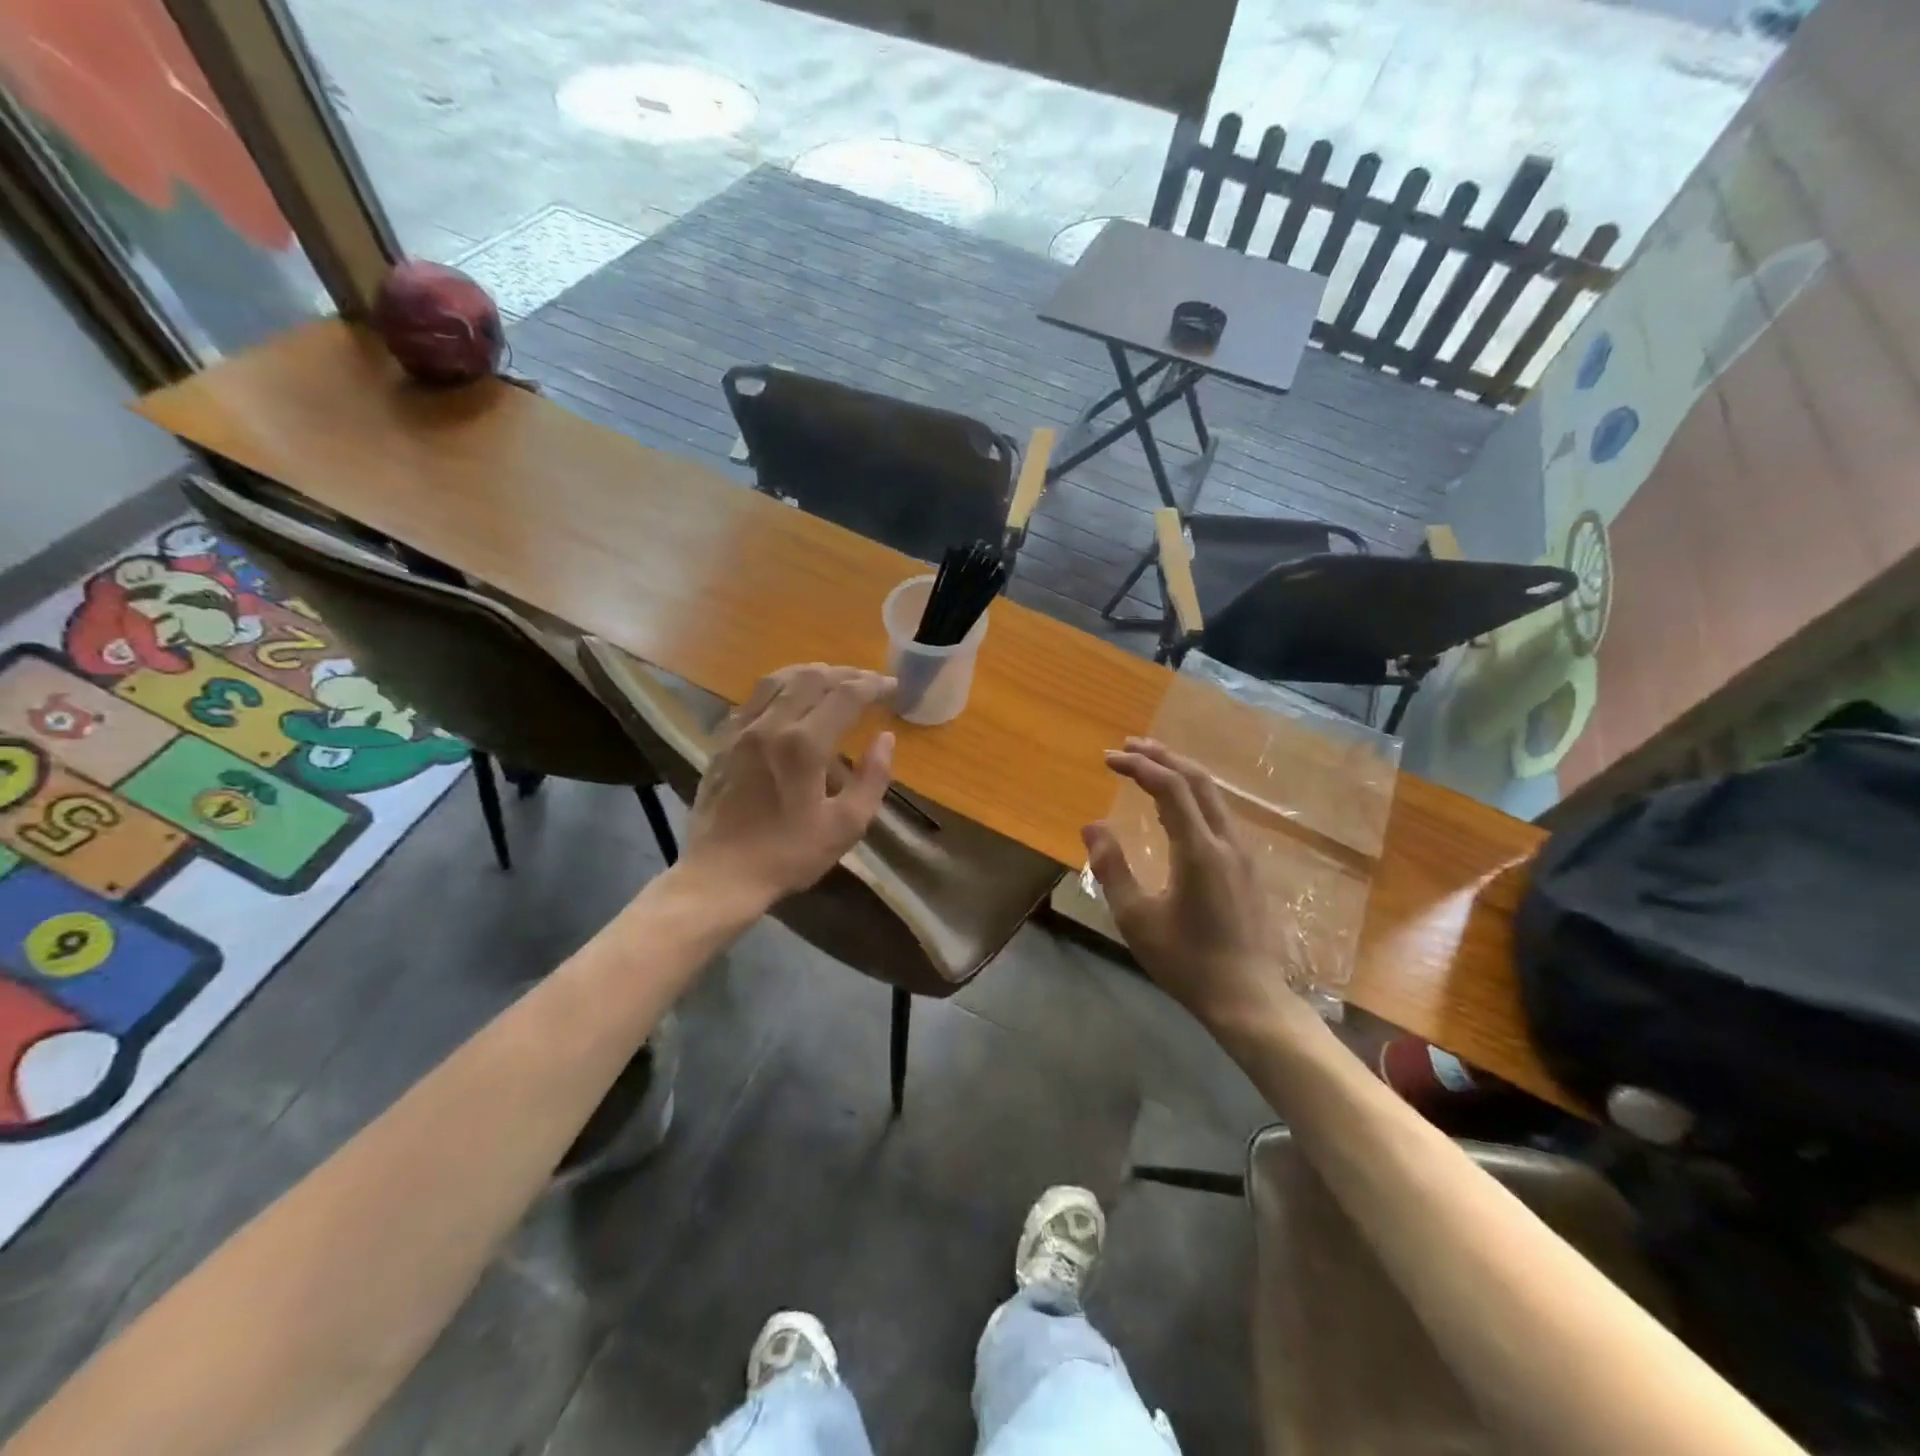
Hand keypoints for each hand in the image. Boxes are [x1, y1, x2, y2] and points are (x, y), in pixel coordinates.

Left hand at [682, 664, 895, 906]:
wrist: (720, 875)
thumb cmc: (788, 855)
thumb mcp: (845, 826)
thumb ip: (872, 778)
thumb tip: (885, 738)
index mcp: (804, 745)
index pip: (846, 695)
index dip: (874, 685)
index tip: (893, 687)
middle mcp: (771, 725)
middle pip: (812, 677)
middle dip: (847, 674)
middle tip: (869, 683)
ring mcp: (741, 730)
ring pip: (779, 679)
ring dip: (812, 673)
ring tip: (834, 680)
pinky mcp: (723, 740)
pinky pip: (754, 697)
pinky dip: (781, 687)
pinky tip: (791, 699)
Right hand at [1082, 738, 1291, 1030]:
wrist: (1250, 1000)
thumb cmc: (1187, 962)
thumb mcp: (1136, 919)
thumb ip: (1112, 868)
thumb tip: (1092, 826)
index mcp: (1200, 850)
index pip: (1170, 787)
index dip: (1138, 765)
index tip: (1108, 758)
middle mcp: (1227, 842)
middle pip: (1198, 781)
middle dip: (1163, 756)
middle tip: (1129, 746)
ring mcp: (1244, 855)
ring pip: (1213, 796)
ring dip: (1181, 774)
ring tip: (1150, 766)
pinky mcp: (1249, 869)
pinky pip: (1220, 815)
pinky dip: (1194, 797)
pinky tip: (1177, 809)